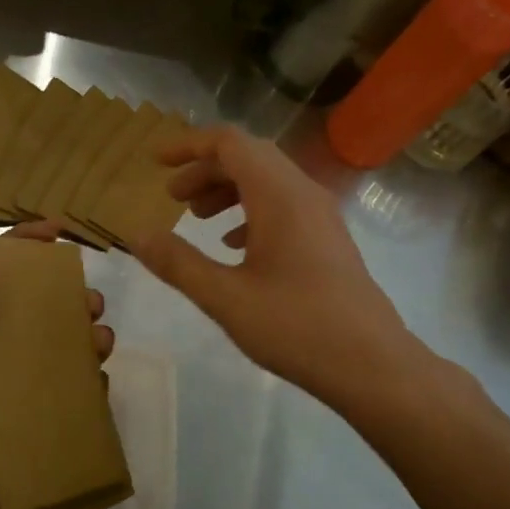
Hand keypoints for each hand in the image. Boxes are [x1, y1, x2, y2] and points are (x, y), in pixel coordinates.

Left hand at [0, 218, 114, 508]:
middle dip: (69, 303)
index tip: (58, 232)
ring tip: (102, 342)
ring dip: (84, 343)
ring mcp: (12, 393)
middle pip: (38, 318)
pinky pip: (63, 402)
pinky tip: (100, 384)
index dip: (25, 250)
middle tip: (92, 303)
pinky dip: (85, 390)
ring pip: (57, 357)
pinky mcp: (27, 427)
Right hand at [130, 126, 415, 407]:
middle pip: (249, 158)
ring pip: (268, 182)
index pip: (230, 143)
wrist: (373, 365)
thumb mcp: (225, 298)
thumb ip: (178, 263)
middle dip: (205, 170)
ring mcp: (322, 216)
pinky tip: (234, 246)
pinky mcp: (329, 240)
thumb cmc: (296, 327)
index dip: (189, 146)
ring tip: (197, 219)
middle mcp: (304, 194)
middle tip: (172, 198)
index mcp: (279, 195)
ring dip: (228, 190)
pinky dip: (251, 212)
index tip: (155, 162)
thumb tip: (136, 235)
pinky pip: (284, 206)